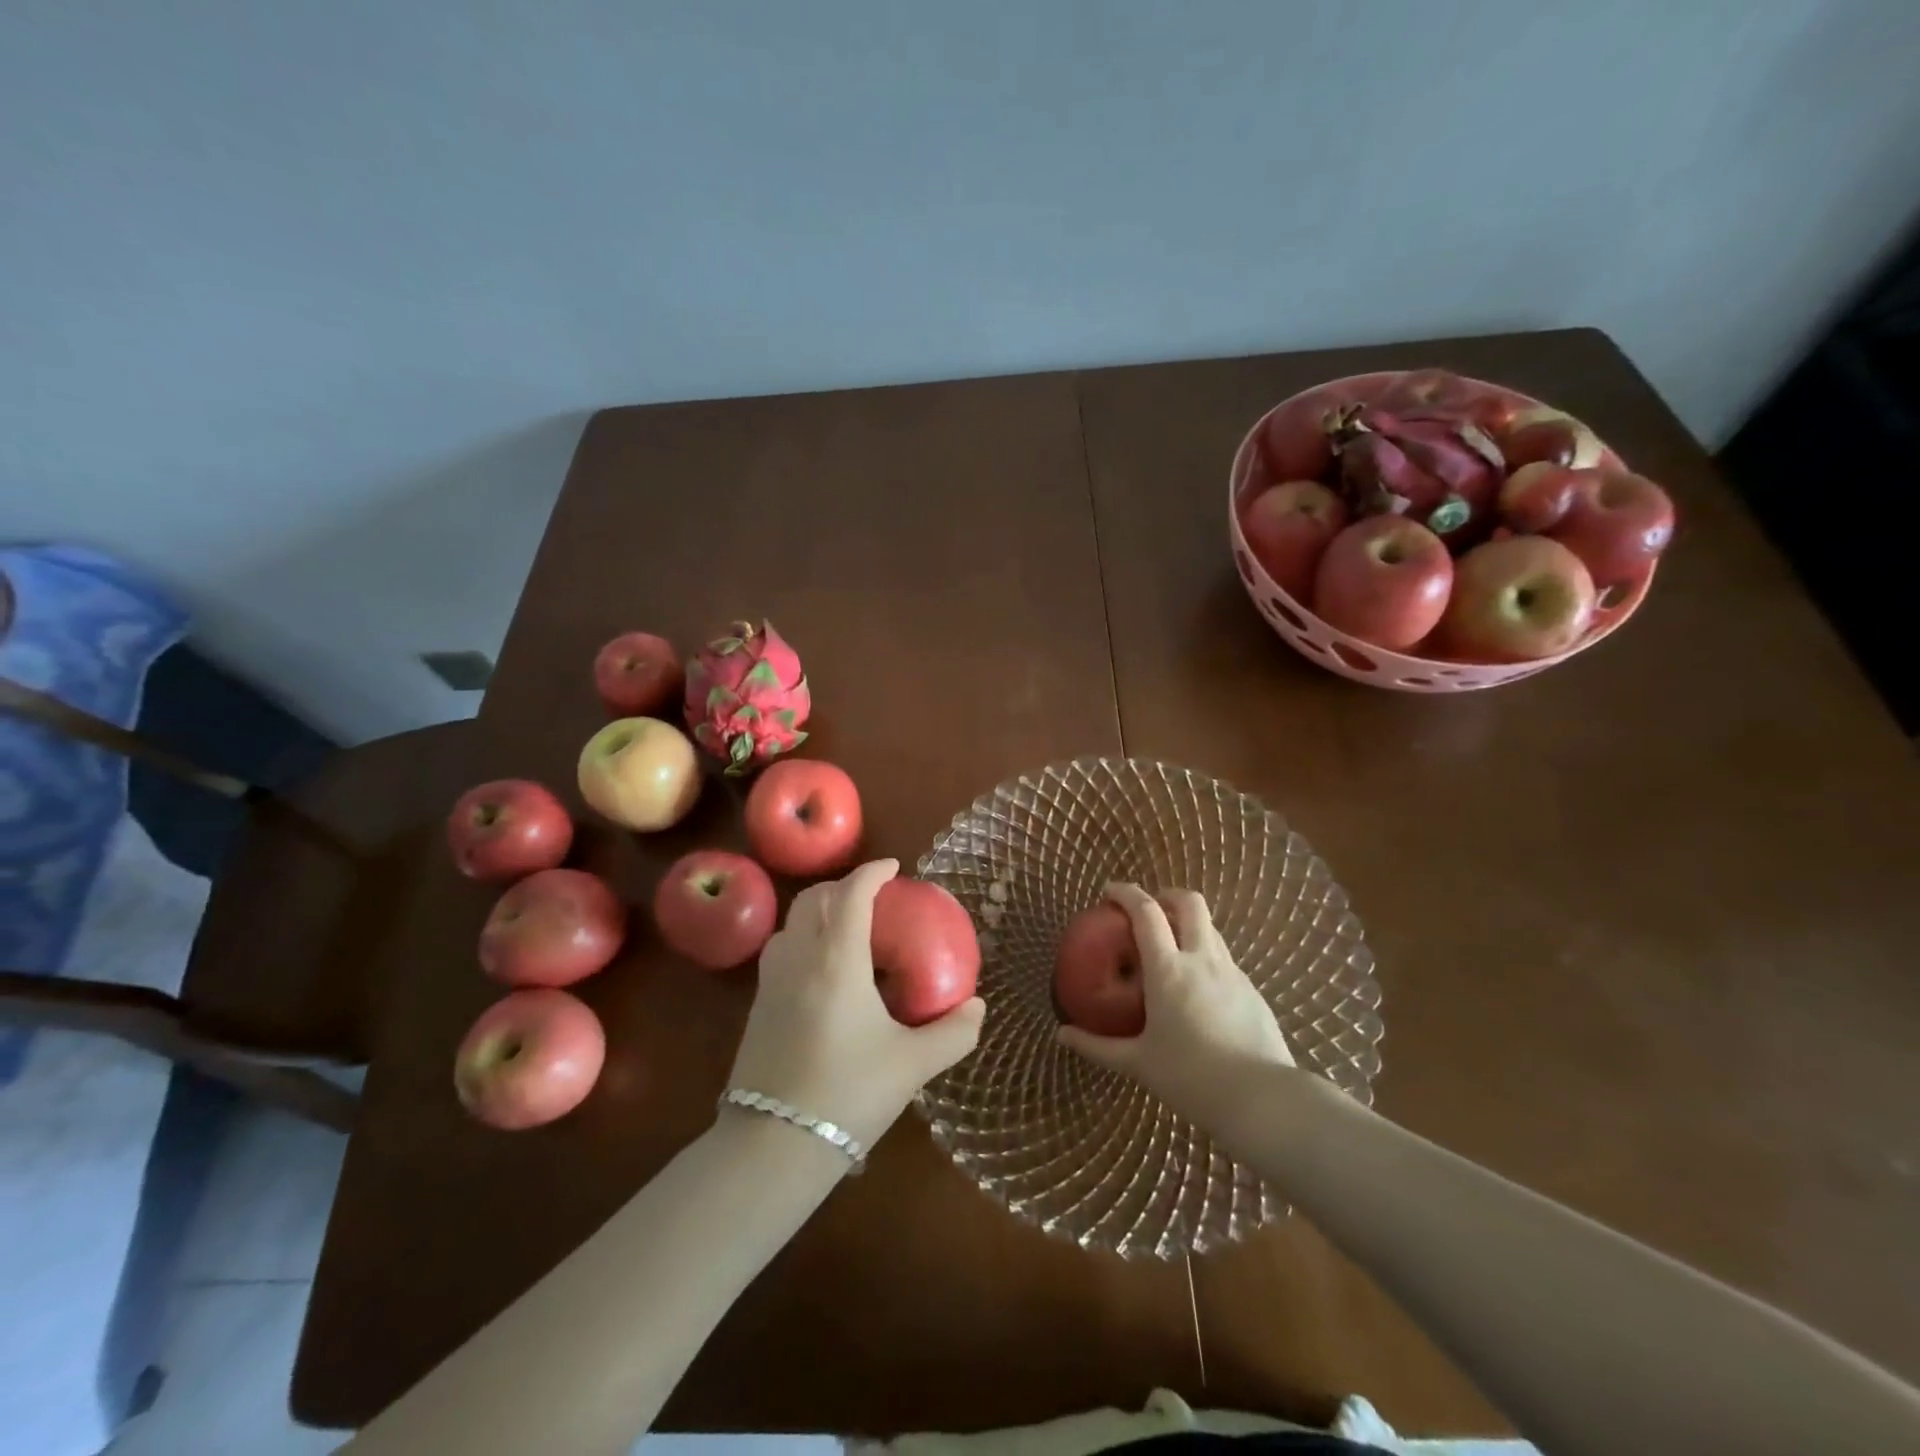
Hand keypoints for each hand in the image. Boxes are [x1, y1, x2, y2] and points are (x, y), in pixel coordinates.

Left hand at [725, 859, 985, 1151]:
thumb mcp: (912, 1066)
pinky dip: (803, 937)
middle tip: (873, 898)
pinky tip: (823, 970)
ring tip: (848, 928)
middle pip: (815, 898)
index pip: (852, 894)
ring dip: (820, 909)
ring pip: (792, 921)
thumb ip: (952, 1033)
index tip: (894, 867)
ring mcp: (770, 980)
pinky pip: (780, 949)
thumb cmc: (848, 1095)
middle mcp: (799, 958)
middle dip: (843, 886)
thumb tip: (977, 1008)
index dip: (873, 872)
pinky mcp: (757, 1006)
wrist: (771, 1147)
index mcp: (837, 960)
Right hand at [1056, 884, 1293, 1133]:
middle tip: (1149, 910)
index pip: (1146, 912)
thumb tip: (1062, 1035)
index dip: (1126, 892)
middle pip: (1189, 902)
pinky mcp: (1253, 992)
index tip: (1108, 891)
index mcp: (1168, 969)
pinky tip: (1199, 989)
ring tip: (1172, 948)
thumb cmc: (1191, 1078)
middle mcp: (1202, 960)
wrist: (1264, 1101)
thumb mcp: (1138, 1063)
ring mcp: (1232, 973)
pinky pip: (1225, 959)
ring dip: (1189, 925)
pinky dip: (1206, 956)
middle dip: (1167, 896)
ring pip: (1211, 928)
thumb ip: (1098, 1047)